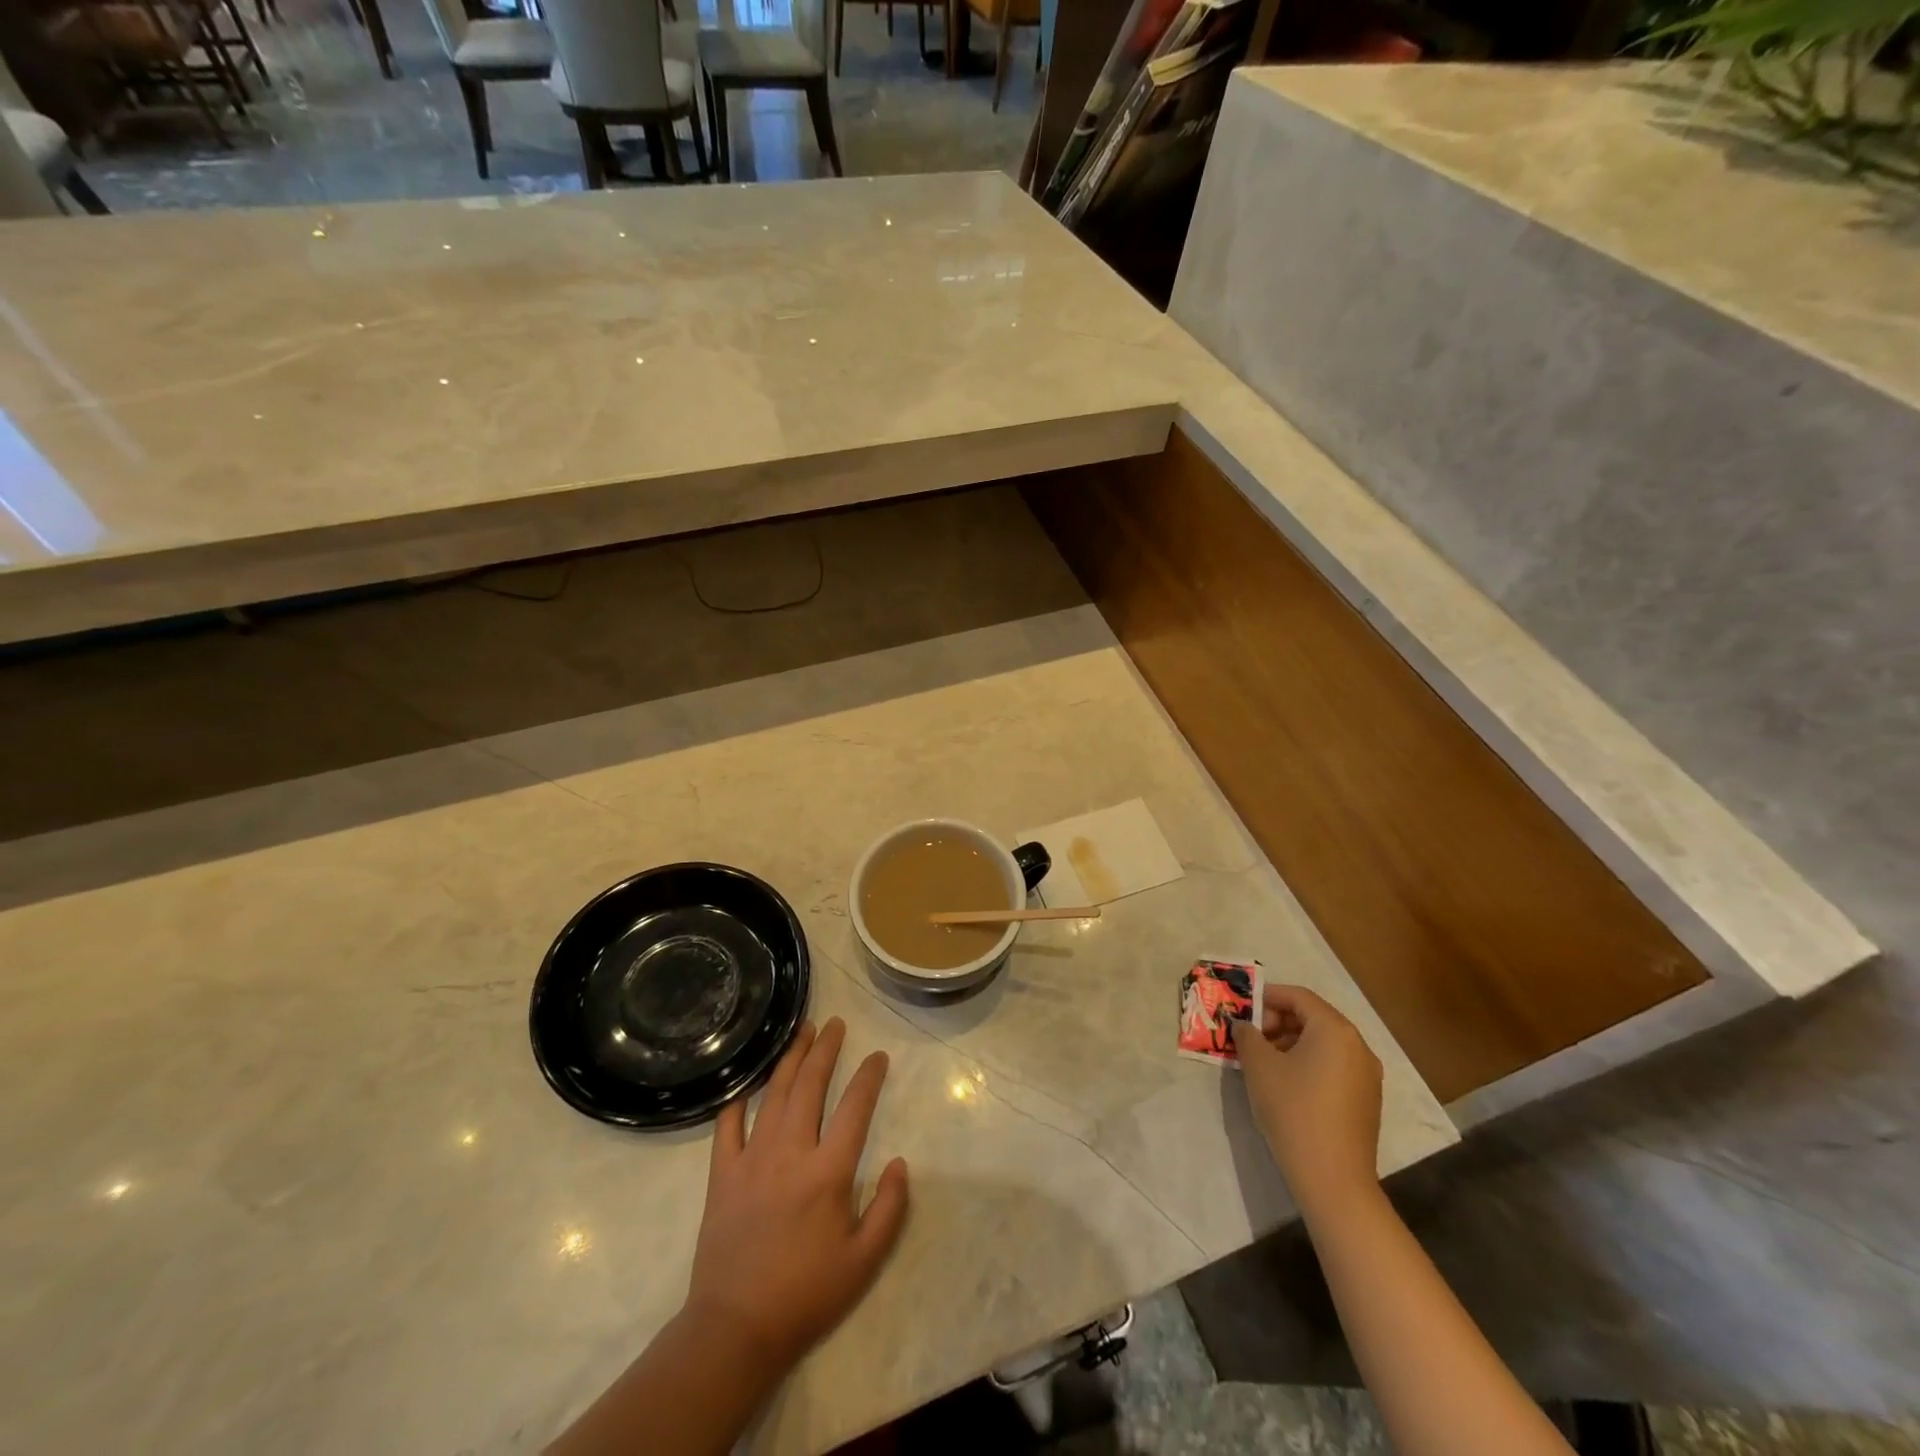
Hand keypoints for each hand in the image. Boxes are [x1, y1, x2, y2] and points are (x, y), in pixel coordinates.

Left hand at [685, 1017, 909, 1372]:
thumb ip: (890, 1209)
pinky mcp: (721, 1175)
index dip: (869, 1077)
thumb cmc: (806, 1295)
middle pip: (810, 1086)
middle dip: (825, 1050)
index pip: (855, 1108)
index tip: (878, 1056)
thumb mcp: (864, 1262)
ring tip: (802, 1033)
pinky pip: (727, 1126)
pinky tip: (747, 1086)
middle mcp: (790, 1152)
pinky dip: (738, 1101)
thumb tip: (900, 1162)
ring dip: (790, 1059)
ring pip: (772, 1094)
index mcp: (828, 1172)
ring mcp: (751, 1159)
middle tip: (836, 1024)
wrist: (735, 1330)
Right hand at [1231, 985, 1382, 1218]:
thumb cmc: (1293, 1110)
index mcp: (1335, 1030)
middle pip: (1313, 1018)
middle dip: (1278, 1021)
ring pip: (1323, 1044)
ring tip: (1262, 1061)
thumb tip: (1244, 1026)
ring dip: (1291, 1043)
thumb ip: (1248, 1036)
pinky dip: (1308, 1063)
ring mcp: (1367, 1076)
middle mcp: (1358, 1046)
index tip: (1242, 1009)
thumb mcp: (1259, 1066)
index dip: (1267, 997)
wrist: (1333, 1179)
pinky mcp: (1366, 1101)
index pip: (1299, 997)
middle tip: (1250, 1036)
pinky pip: (1333, 1066)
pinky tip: (1285, 1083)